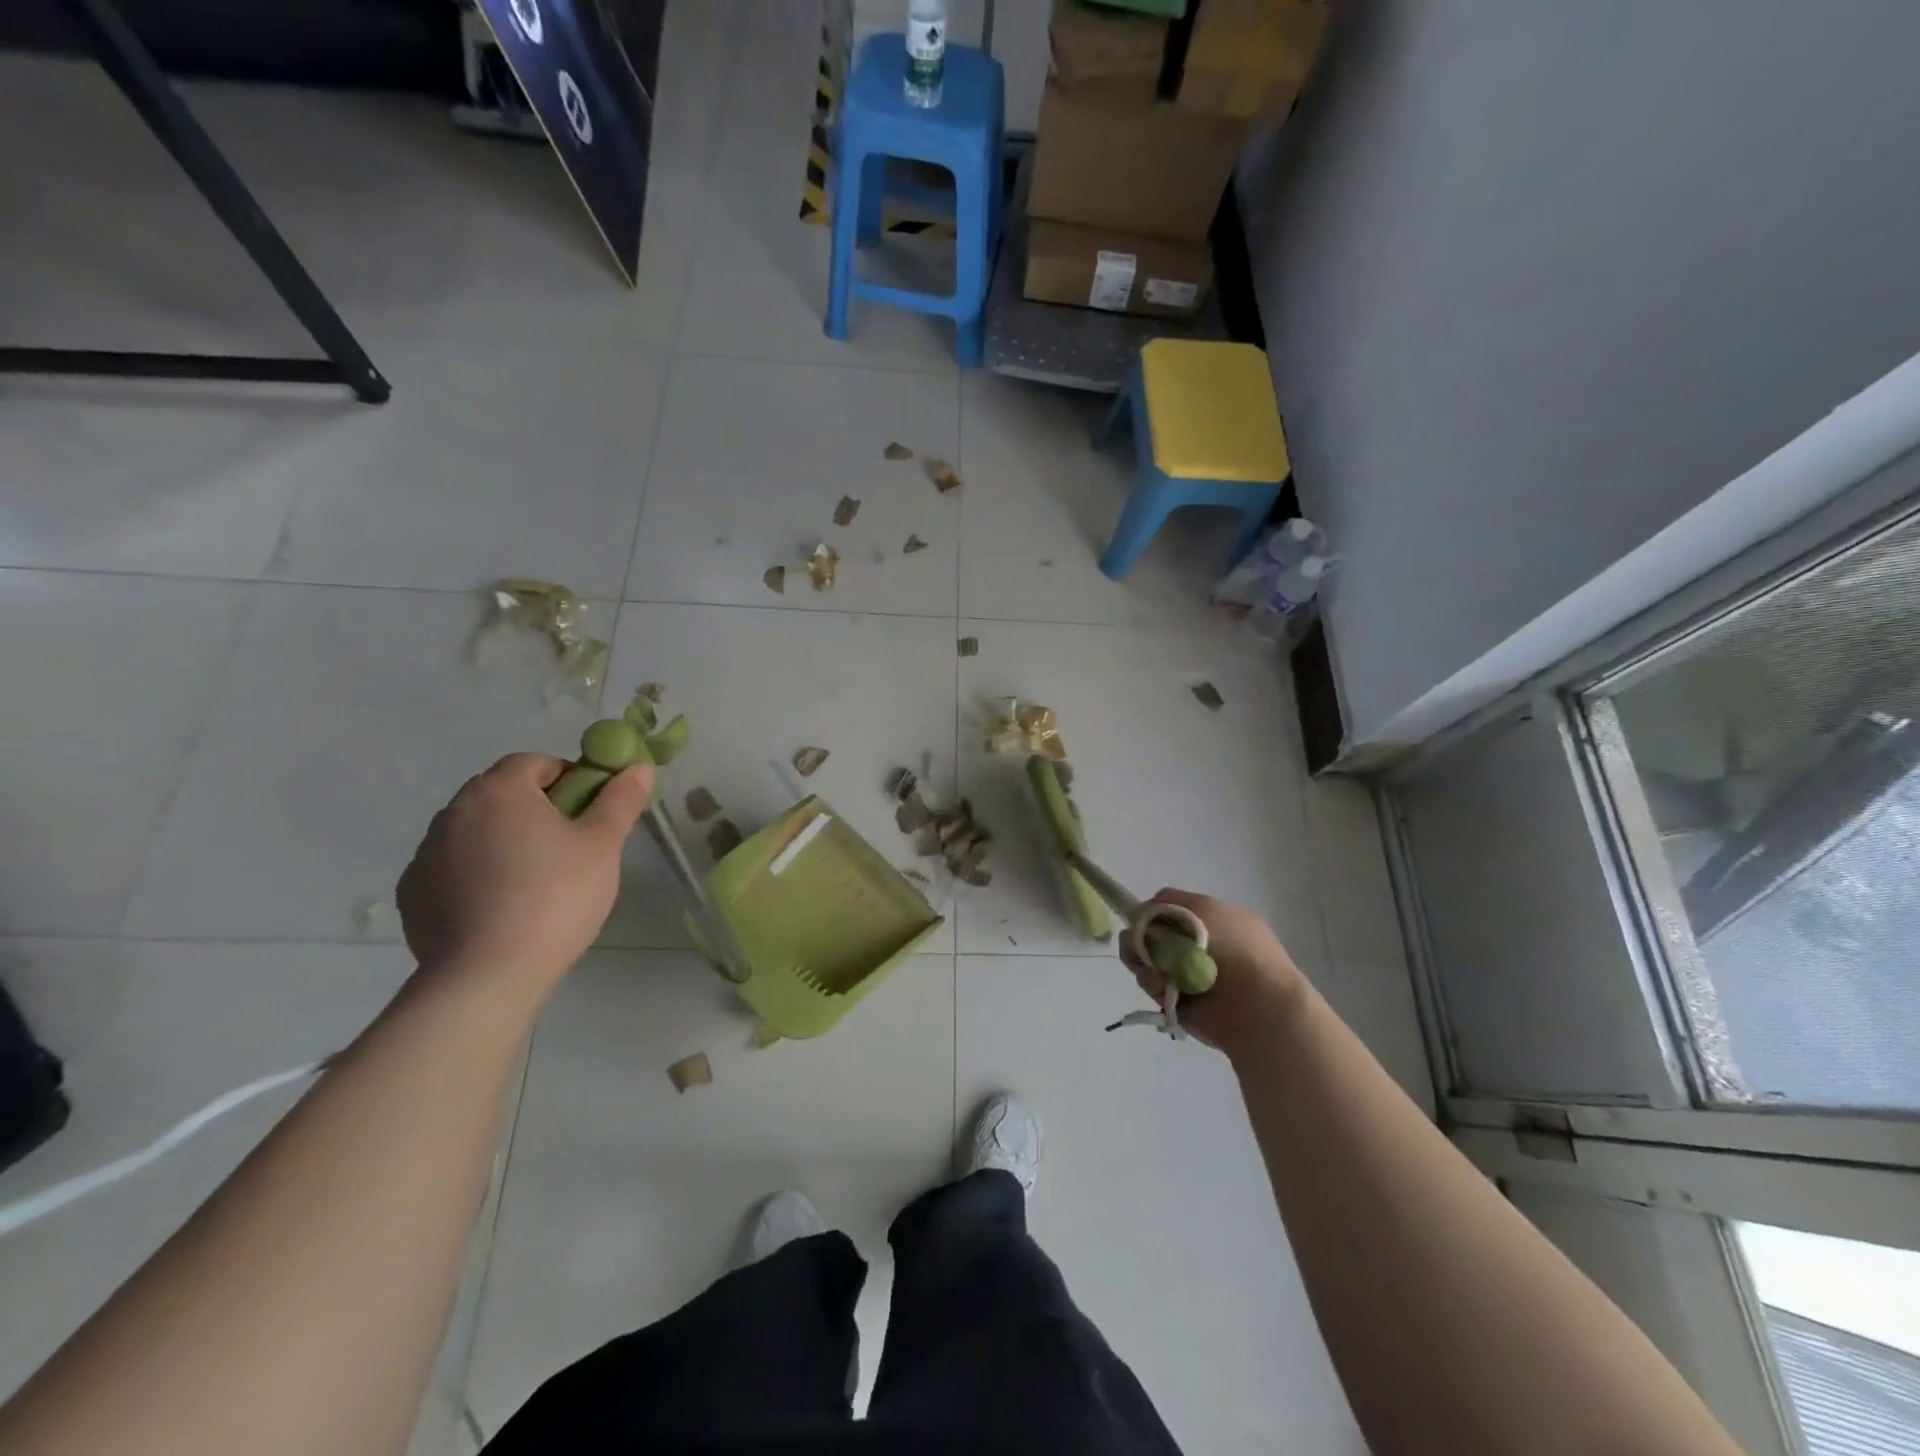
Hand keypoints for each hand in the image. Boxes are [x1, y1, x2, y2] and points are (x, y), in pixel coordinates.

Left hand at [397, 753, 653, 996]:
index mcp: (499, 791)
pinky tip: (502, 907)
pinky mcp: (413, 894)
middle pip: (503, 794)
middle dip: (537, 809)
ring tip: (538, 882)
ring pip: (477, 831)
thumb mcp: (603, 846)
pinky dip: (478, 875)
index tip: (590, 810)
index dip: (569, 779)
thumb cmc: (556, 897)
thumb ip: (621, 800)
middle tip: (571, 845)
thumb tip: (638, 767)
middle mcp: (453, 812)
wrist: (487, 976)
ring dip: (505, 841)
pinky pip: (454, 868)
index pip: (535, 763)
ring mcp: (425, 854)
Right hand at [1120, 889, 1307, 1059]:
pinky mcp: (1177, 1001)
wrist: (1258, 1006)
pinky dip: (1152, 982)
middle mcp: (1198, 946)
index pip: (1169, 910)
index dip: (1152, 912)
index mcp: (1211, 922)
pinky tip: (1163, 985)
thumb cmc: (1236, 949)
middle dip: (1140, 937)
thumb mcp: (1205, 908)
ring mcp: (1186, 974)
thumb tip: (1144, 914)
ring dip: (1142, 959)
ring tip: (1150, 968)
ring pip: (1145, 958)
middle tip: (1137, 944)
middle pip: (1151, 934)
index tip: (1142, 918)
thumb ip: (1169, 902)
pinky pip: (1152, 984)